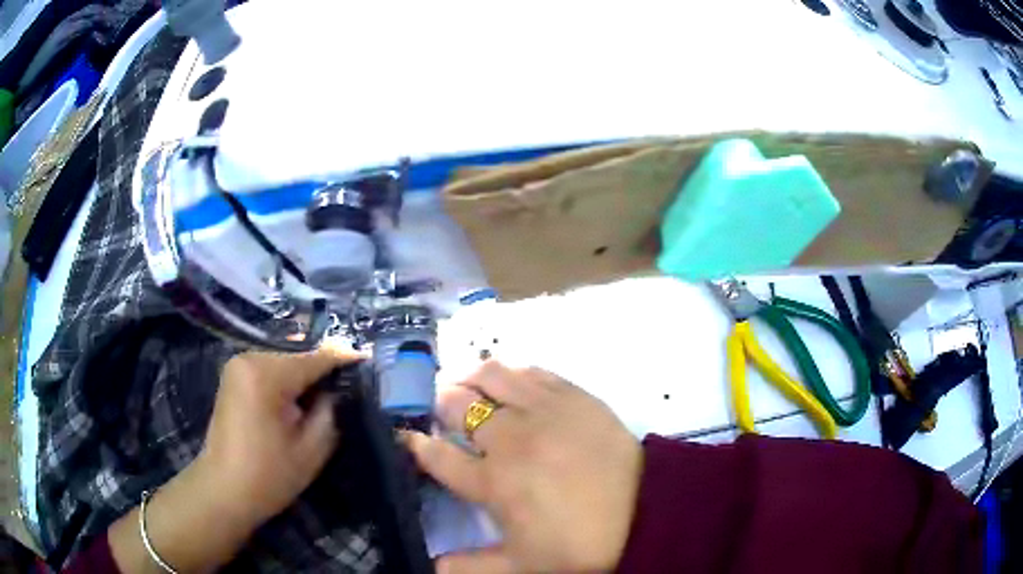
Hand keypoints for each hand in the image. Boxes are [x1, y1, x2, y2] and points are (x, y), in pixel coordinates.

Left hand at [196, 343, 356, 525]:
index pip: (315, 358)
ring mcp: (238, 365)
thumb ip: (330, 410)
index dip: (344, 359)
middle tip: (347, 390)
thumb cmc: (269, 475)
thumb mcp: (312, 448)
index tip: (368, 361)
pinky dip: (287, 382)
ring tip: (326, 397)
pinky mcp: (233, 376)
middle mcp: (249, 358)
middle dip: (322, 372)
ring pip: (284, 362)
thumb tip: (337, 389)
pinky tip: (299, 400)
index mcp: (267, 374)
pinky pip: (269, 369)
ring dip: (305, 377)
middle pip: (298, 357)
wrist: (223, 490)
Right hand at [404, 361, 642, 573]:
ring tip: (469, 385)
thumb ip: (467, 567)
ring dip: (472, 378)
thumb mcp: (518, 568)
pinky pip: (534, 371)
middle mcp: (511, 440)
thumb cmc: (578, 548)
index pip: (437, 455)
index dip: (415, 444)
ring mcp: (545, 412)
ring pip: (493, 375)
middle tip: (441, 408)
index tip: (406, 436)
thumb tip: (429, 565)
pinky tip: (513, 383)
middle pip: (458, 404)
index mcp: (492, 483)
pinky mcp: (576, 396)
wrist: (646, 517)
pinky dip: (514, 373)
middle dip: (439, 402)